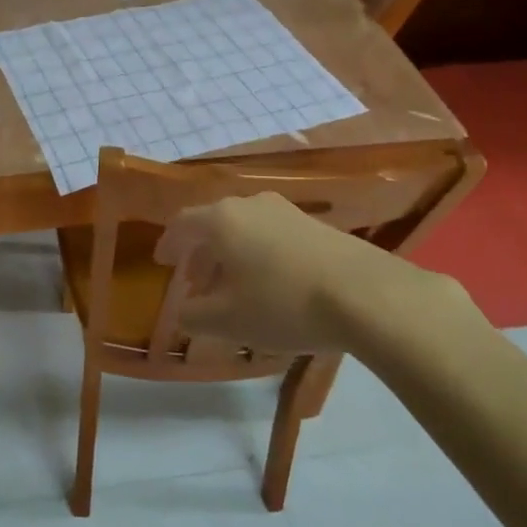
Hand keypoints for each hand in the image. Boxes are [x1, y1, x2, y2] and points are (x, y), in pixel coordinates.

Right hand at [154, 192, 465, 354]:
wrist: (365, 294)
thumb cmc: (283, 303)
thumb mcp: (228, 321)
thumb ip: (194, 316)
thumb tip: (183, 311)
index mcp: (220, 220)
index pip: (181, 223)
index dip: (168, 243)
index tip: (161, 261)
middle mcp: (249, 204)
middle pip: (213, 223)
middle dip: (200, 253)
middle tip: (195, 284)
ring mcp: (285, 211)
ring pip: (243, 228)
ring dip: (229, 254)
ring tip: (232, 288)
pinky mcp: (315, 224)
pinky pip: (270, 233)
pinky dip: (257, 253)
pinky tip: (269, 284)